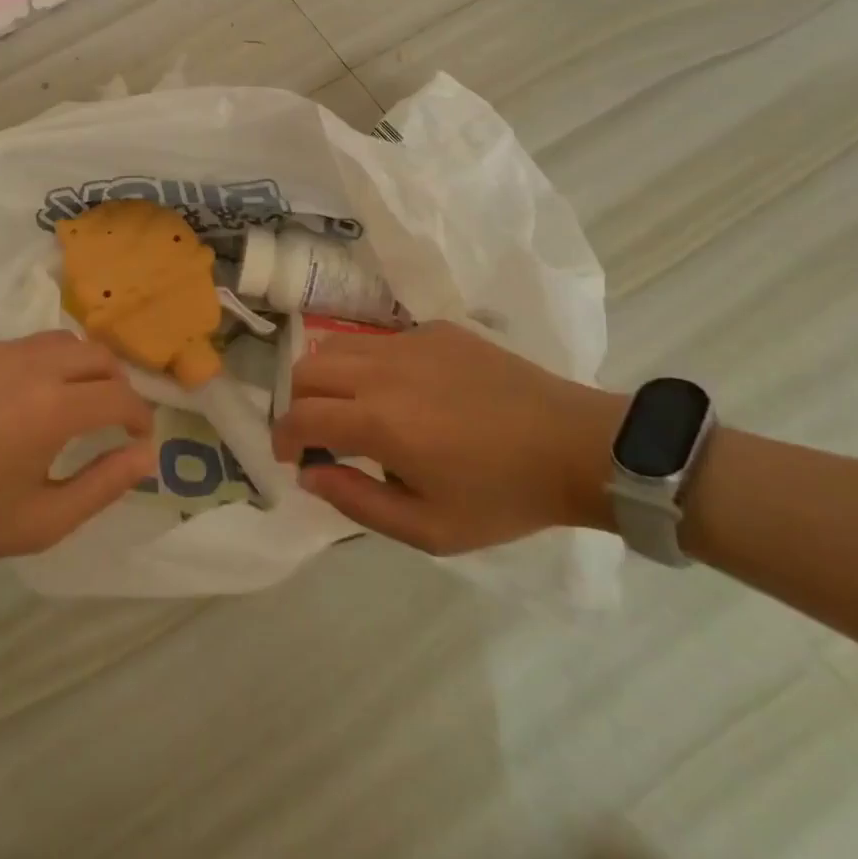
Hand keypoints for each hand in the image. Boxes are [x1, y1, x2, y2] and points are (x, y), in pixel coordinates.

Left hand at [0, 332, 155, 562]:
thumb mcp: (45, 520)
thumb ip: (105, 484)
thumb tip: (146, 454)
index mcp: (55, 410)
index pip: (121, 397)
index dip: (140, 416)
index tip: (138, 436)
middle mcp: (32, 367)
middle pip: (98, 355)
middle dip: (117, 383)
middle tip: (112, 414)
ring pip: (60, 341)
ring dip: (80, 366)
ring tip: (71, 398)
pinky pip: (19, 346)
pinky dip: (37, 365)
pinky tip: (17, 398)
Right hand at [269, 321, 621, 554]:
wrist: (574, 445)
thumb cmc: (503, 496)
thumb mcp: (431, 529)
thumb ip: (358, 503)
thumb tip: (310, 475)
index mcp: (379, 421)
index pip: (301, 416)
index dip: (283, 437)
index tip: (291, 457)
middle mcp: (382, 370)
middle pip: (307, 370)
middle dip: (298, 404)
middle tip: (320, 435)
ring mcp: (409, 341)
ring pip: (337, 345)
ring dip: (327, 377)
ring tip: (350, 408)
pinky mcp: (434, 329)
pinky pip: (380, 340)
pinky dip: (369, 364)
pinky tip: (402, 392)